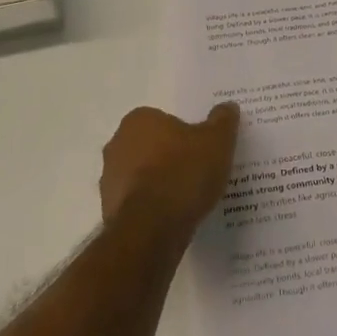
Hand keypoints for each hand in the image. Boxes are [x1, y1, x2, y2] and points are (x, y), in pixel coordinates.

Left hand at [99, 103, 239, 232]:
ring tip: (189, 197)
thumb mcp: (217, 141)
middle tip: (198, 170)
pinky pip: (138, 203)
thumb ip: (222, 121)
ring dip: (160, 183)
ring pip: (142, 175)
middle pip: (151, 146)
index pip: (164, 120)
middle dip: (170, 157)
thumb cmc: (183, 173)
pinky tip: (174, 216)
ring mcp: (109, 179)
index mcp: (139, 120)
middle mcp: (117, 144)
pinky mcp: (109, 211)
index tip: (202, 149)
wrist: (152, 229)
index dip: (184, 134)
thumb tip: (227, 106)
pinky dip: (153, 207)